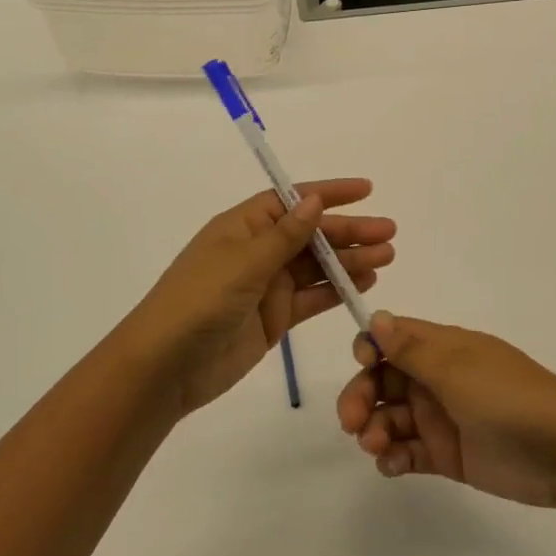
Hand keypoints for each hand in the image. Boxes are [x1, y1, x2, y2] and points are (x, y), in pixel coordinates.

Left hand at [121, 179, 395, 417]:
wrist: (166, 366)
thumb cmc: (200, 300)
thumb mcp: (244, 261)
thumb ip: (285, 235)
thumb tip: (314, 200)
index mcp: (244, 226)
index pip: (292, 200)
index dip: (329, 193)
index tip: (366, 190)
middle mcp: (257, 250)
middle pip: (311, 234)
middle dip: (349, 231)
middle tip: (389, 232)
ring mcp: (266, 285)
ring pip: (316, 266)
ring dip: (350, 261)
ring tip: (386, 256)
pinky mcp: (273, 318)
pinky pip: (311, 297)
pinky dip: (337, 290)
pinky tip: (365, 283)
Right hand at [335, 312, 555, 507]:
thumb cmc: (508, 397)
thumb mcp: (456, 368)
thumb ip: (411, 349)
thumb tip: (376, 316)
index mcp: (443, 348)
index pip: (394, 339)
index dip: (371, 348)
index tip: (362, 364)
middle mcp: (438, 379)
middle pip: (384, 380)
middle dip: (362, 397)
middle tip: (351, 424)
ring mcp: (443, 417)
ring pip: (392, 418)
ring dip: (375, 430)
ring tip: (377, 449)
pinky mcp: (448, 455)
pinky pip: (409, 452)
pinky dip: (394, 458)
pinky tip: (392, 466)